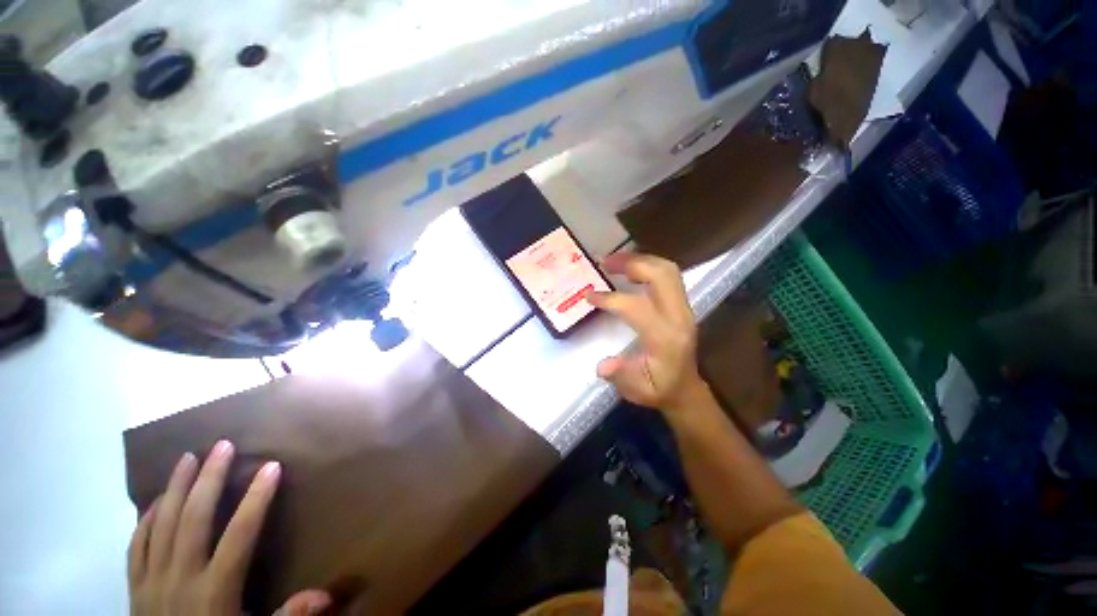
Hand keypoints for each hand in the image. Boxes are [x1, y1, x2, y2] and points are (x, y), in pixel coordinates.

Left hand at [128, 441, 329, 615]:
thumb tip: (325, 595)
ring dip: (175, 488)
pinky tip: (156, 501)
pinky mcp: (133, 587)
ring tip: (186, 458)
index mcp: (214, 591)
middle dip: (209, 479)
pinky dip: (146, 519)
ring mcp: (151, 581)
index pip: (240, 535)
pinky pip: (137, 545)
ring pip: (161, 524)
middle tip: (222, 445)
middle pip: (194, 520)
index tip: (272, 466)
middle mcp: (180, 578)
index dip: (257, 499)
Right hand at [589, 252, 708, 414]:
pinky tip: (630, 268)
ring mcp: (684, 308)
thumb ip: (620, 376)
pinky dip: (648, 265)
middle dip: (631, 264)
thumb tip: (602, 365)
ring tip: (615, 260)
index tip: (589, 295)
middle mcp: (678, 317)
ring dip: (640, 260)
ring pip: (667, 270)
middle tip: (604, 262)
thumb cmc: (658, 389)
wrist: (685, 389)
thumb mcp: (636, 390)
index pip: (637, 308)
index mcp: (665, 338)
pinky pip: (669, 275)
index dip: (610, 299)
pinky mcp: (682, 304)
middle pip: (660, 276)